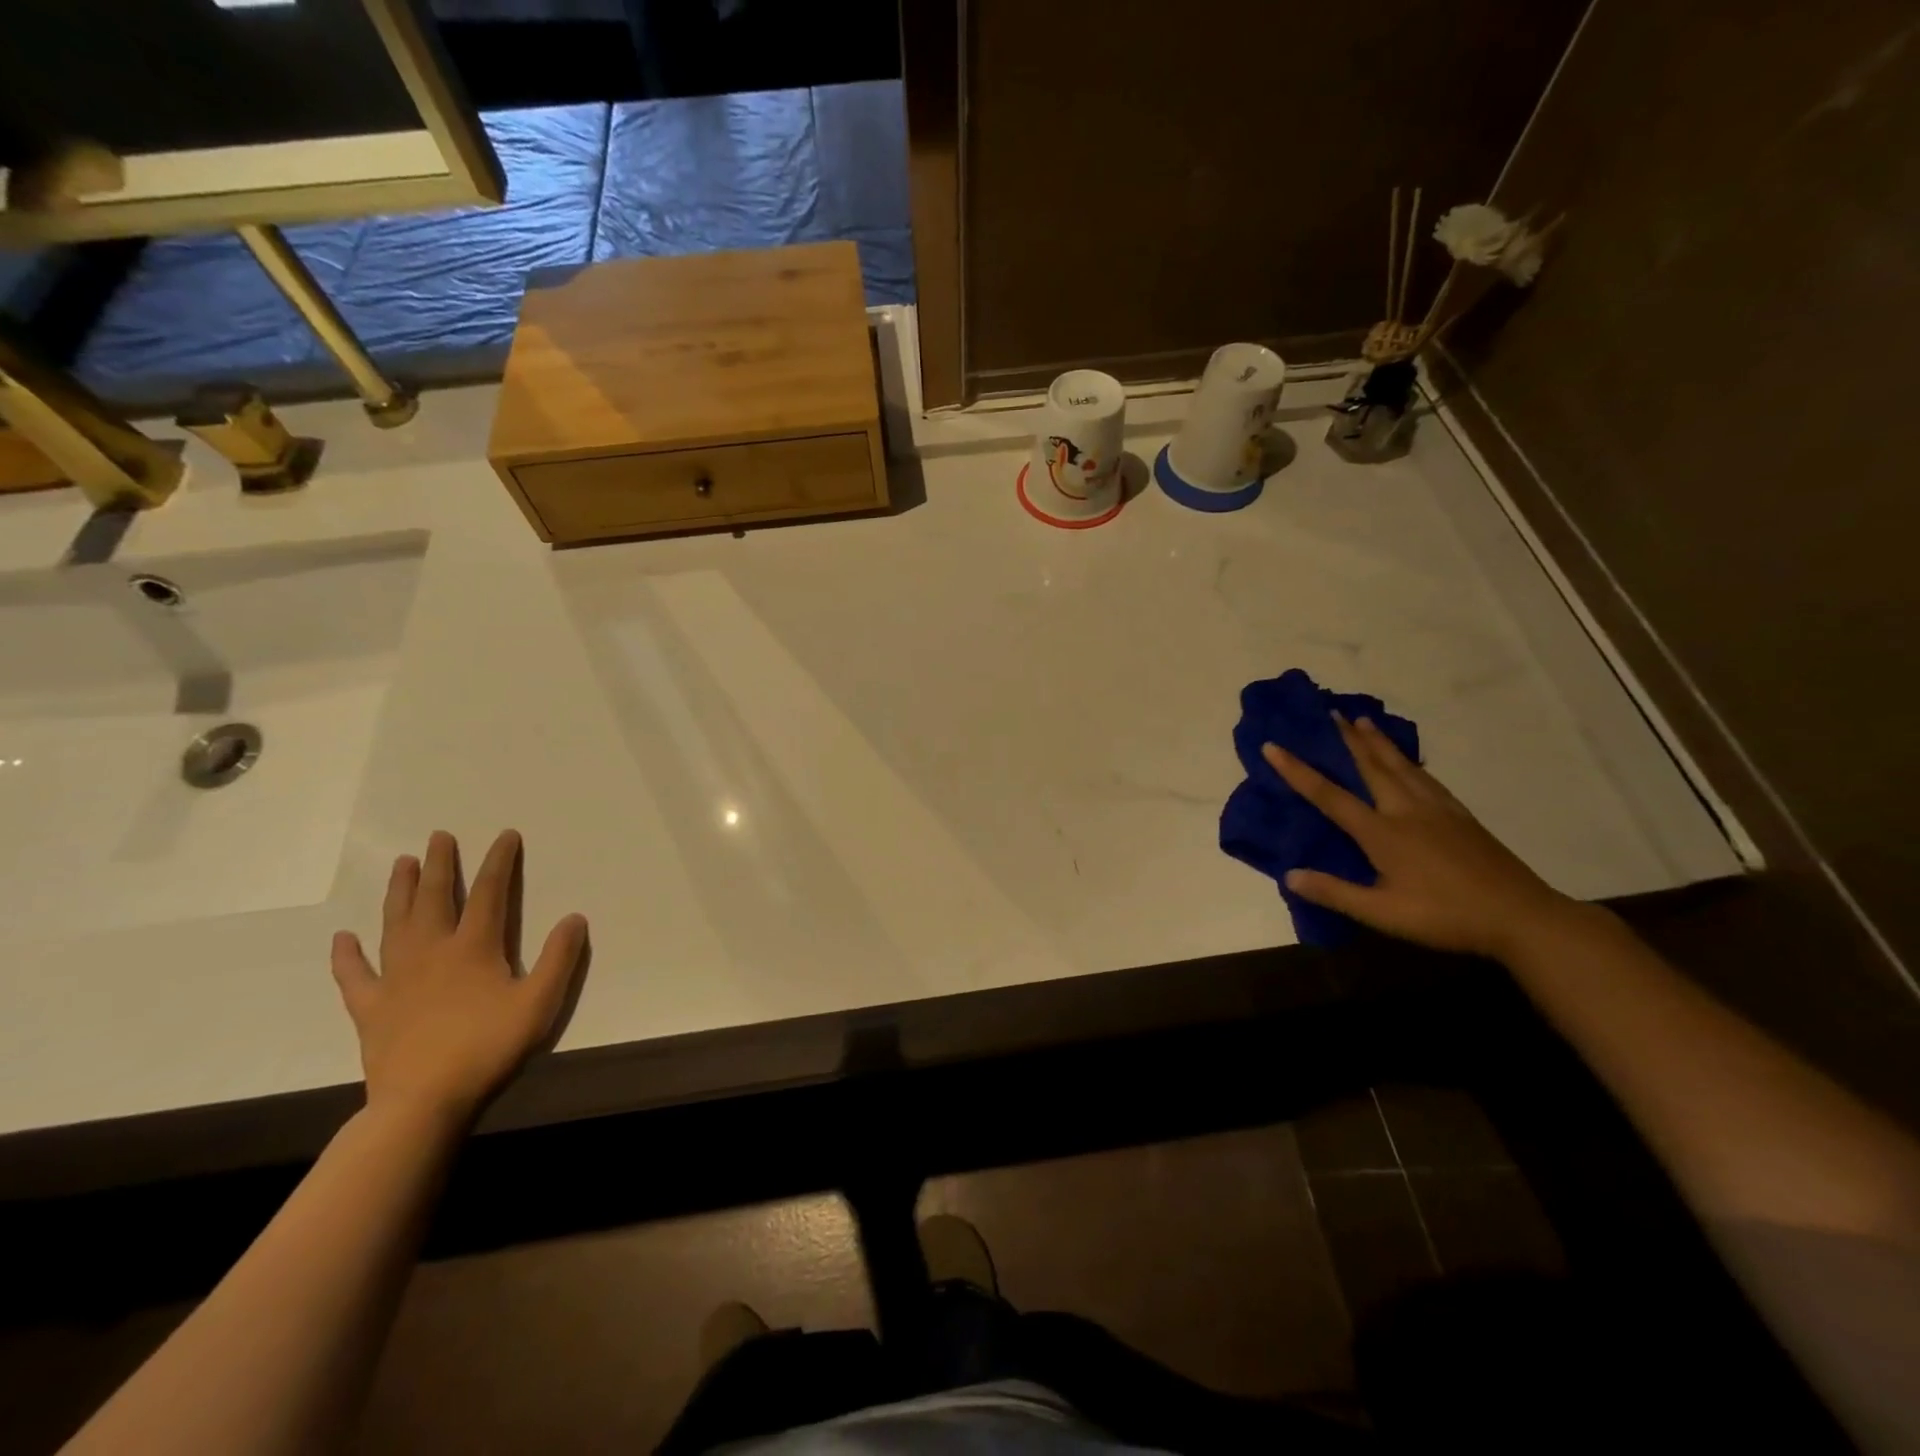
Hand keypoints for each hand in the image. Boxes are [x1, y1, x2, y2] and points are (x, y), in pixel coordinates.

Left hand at [330, 830, 587, 1125]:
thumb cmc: (488, 1047)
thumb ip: (560, 958)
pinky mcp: (371, 1007)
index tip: (504, 835)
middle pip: (434, 898)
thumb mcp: (540, 1002)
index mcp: (474, 948)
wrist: (423, 1101)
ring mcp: (396, 978)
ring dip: (398, 891)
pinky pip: (354, 975)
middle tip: (438, 837)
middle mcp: (432, 951)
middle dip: (439, 865)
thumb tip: (574, 917)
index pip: (489, 893)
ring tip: (400, 863)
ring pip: (395, 923)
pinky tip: (342, 938)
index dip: (498, 862)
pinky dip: (346, 955)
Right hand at [1263, 715, 1578, 960]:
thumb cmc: (1445, 916)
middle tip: (1328, 712)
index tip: (1273, 745)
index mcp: (1382, 833)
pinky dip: (1408, 761)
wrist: (1521, 916)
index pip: (1329, 796)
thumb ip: (1335, 893)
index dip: (1297, 770)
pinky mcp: (1460, 816)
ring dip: (1377, 741)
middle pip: (1370, 766)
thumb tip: (1289, 875)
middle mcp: (1406, 810)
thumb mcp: (1383, 914)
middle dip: (1345, 739)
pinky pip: (1426, 777)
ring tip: (1362, 720)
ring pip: (1400, 765)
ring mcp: (1437, 810)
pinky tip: (1408, 761)